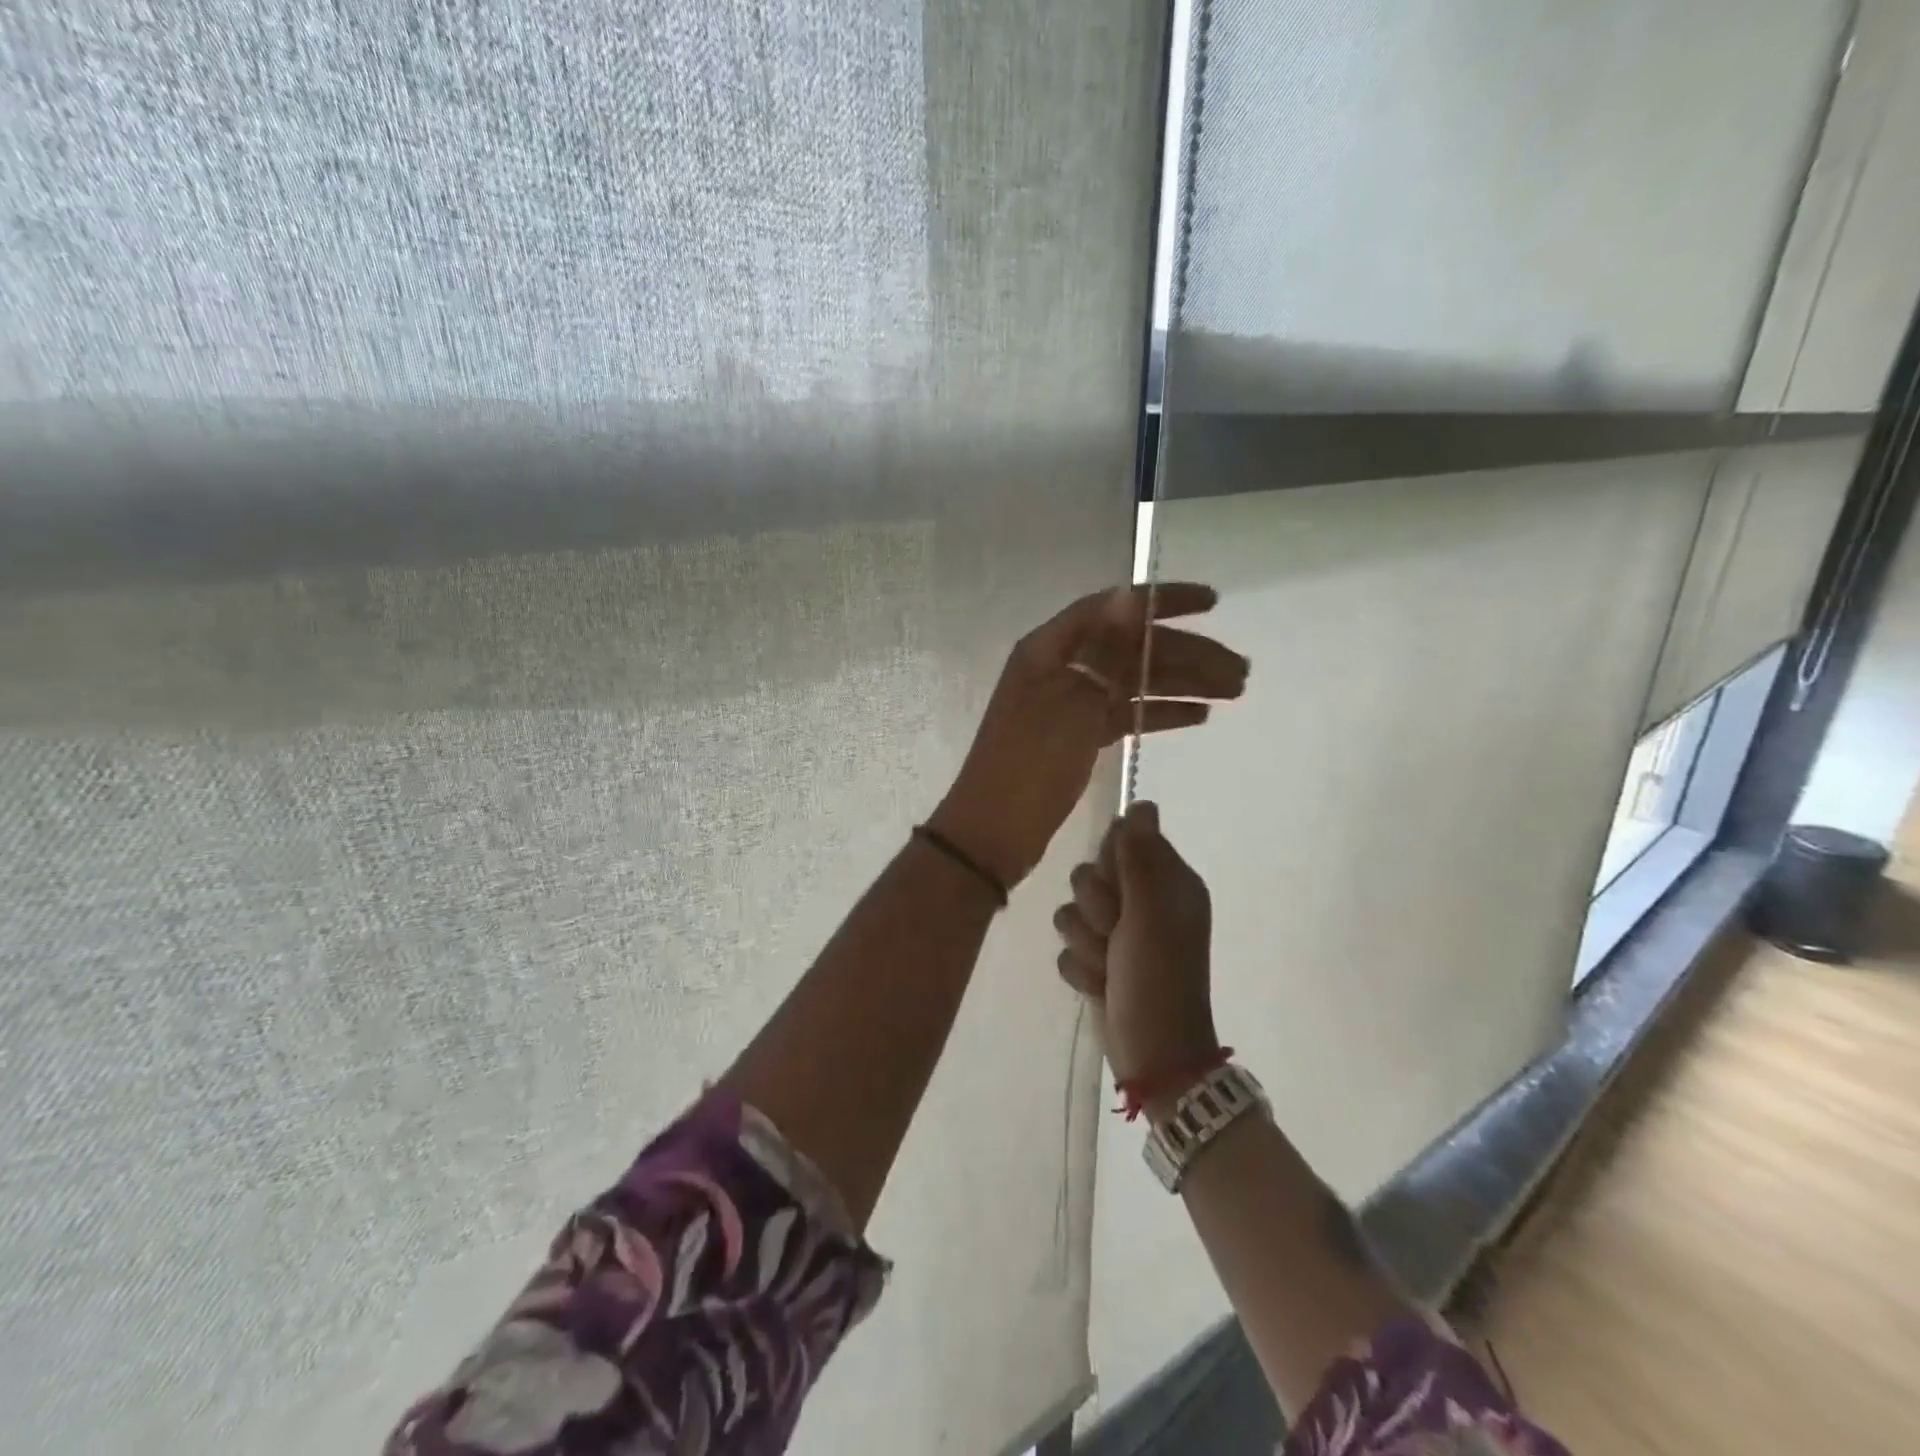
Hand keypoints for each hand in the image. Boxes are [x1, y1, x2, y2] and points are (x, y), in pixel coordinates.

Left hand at [927, 584, 1245, 889]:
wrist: (995, 830)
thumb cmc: (1030, 763)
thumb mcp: (1070, 702)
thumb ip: (1104, 651)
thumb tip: (1127, 595)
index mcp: (1049, 649)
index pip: (1112, 609)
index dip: (1162, 601)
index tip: (1212, 603)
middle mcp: (1061, 668)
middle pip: (1131, 649)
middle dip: (1186, 654)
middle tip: (1240, 670)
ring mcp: (1071, 702)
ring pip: (1134, 683)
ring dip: (1183, 684)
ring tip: (1235, 691)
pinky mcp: (1079, 736)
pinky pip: (1125, 713)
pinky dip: (1159, 712)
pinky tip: (1199, 715)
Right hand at [1053, 800, 1218, 1085]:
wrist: (1153, 1054)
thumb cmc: (1158, 978)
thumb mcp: (1151, 912)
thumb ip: (1140, 856)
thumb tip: (1142, 803)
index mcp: (1168, 882)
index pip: (1123, 838)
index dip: (1113, 862)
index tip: (1120, 887)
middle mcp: (1143, 901)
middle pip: (1091, 873)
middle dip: (1096, 907)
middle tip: (1118, 933)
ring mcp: (1119, 933)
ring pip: (1073, 910)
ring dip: (1087, 942)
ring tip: (1110, 966)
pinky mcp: (1098, 959)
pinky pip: (1068, 945)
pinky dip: (1081, 968)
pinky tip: (1101, 985)